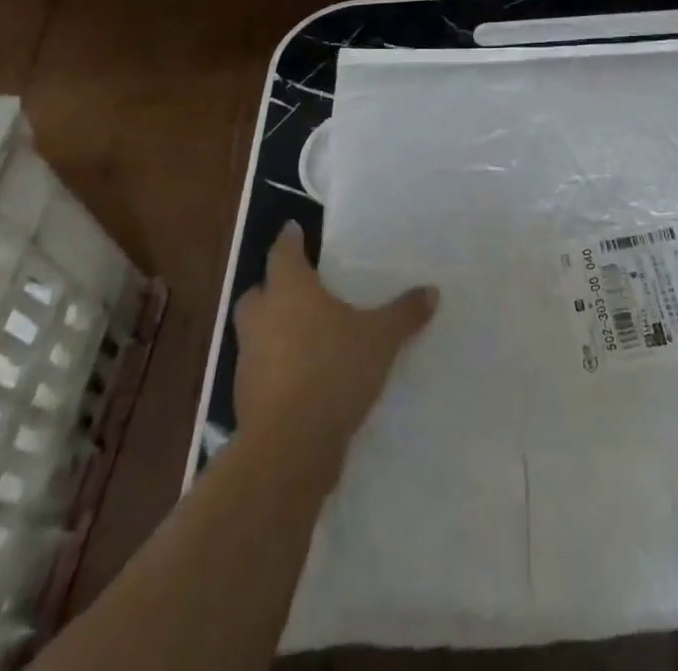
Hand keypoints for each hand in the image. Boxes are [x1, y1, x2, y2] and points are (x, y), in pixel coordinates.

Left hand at [231, 222, 437, 478]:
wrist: (289, 448)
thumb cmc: (333, 371)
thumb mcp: (381, 338)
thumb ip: (404, 313)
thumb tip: (431, 291)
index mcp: (289, 291)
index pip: (283, 253)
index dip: (290, 240)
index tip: (293, 228)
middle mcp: (262, 318)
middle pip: (258, 291)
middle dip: (272, 286)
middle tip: (297, 285)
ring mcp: (249, 359)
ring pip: (254, 330)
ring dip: (272, 326)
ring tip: (304, 331)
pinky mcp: (246, 397)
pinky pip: (260, 367)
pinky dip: (275, 363)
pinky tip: (302, 373)